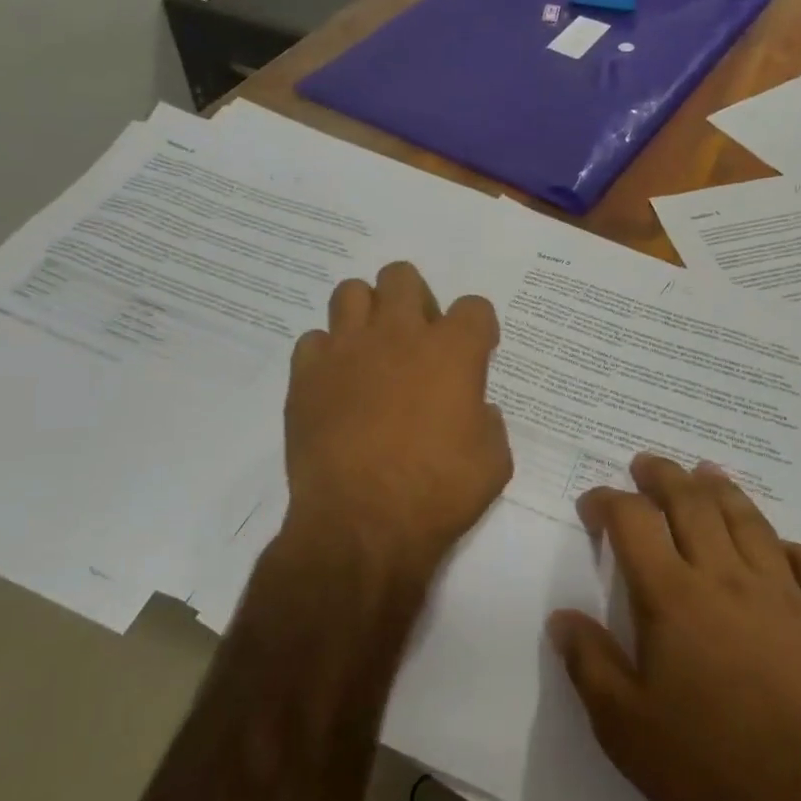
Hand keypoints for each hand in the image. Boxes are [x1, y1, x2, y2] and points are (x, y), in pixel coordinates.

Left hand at [282, 262, 511, 589]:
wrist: (362, 525)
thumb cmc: (438, 493)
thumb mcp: (493, 462)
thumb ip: (489, 422)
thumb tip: (474, 410)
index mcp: (452, 351)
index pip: (474, 306)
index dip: (479, 327)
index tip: (477, 352)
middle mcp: (398, 335)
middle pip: (402, 276)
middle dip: (415, 299)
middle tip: (418, 340)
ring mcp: (346, 350)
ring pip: (351, 292)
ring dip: (366, 313)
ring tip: (372, 351)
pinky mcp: (306, 375)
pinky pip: (313, 341)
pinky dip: (327, 355)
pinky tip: (336, 385)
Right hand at [550, 455, 800, 800]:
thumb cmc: (718, 770)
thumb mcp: (627, 731)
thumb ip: (590, 665)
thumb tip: (562, 617)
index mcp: (674, 598)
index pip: (632, 523)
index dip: (608, 502)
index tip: (593, 503)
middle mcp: (728, 578)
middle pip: (692, 503)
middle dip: (663, 476)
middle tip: (647, 463)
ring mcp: (788, 593)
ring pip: (748, 520)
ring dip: (721, 489)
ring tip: (706, 472)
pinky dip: (788, 545)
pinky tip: (781, 547)